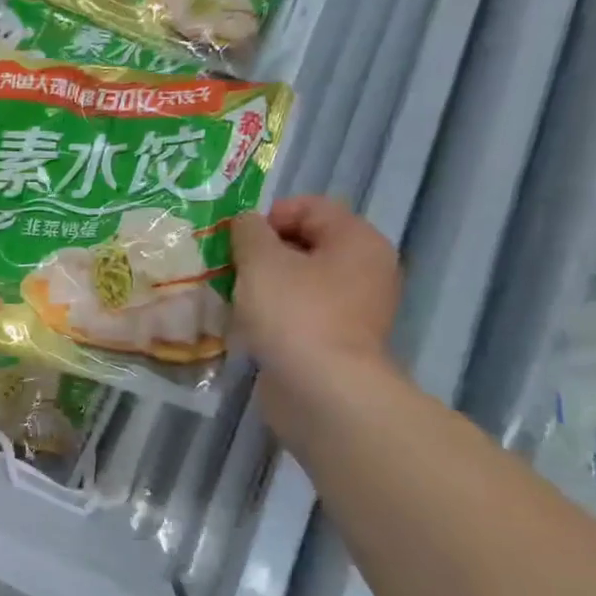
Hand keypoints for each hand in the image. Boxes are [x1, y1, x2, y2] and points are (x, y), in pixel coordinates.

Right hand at [230, 196, 401, 403]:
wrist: (320, 389)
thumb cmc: (293, 314)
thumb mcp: (260, 262)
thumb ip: (249, 233)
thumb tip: (246, 221)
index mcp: (358, 240)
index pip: (312, 207)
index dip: (269, 216)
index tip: (236, 241)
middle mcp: (366, 269)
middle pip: (307, 244)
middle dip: (264, 253)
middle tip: (229, 268)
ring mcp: (356, 308)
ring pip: (302, 281)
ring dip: (265, 285)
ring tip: (234, 297)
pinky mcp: (338, 340)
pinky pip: (302, 313)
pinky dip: (275, 314)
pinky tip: (250, 326)